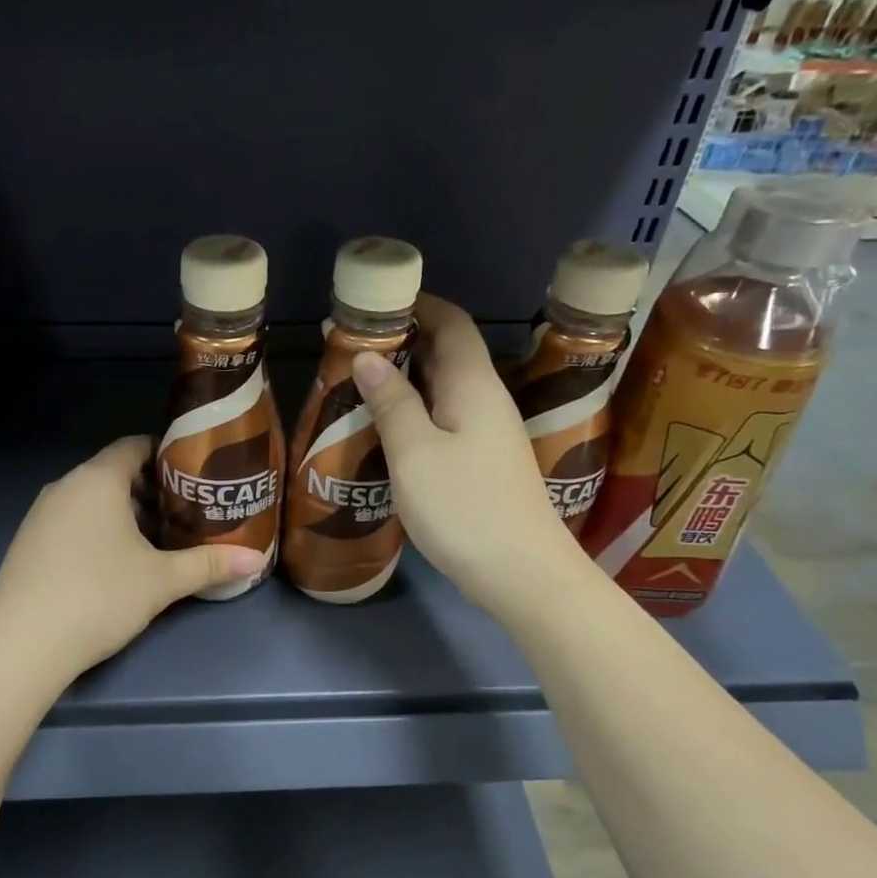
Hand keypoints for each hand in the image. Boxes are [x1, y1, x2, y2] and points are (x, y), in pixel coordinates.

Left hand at [0, 436, 268, 674]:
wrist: (23, 644)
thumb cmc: (99, 596)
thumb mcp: (161, 581)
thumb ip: (209, 564)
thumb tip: (256, 560)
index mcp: (97, 480)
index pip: (133, 446)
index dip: (165, 454)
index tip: (193, 474)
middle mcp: (64, 487)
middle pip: (113, 473)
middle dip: (149, 489)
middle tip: (184, 511)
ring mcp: (40, 515)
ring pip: (89, 499)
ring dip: (122, 512)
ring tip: (154, 539)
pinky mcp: (26, 543)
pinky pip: (69, 521)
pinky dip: (95, 529)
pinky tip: (112, 563)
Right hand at [350, 294, 583, 609]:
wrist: (523, 575)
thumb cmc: (465, 508)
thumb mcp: (415, 453)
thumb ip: (392, 402)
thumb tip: (369, 357)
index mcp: (473, 385)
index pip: (452, 323)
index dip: (419, 305)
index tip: (376, 302)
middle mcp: (486, 400)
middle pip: (449, 352)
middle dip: (405, 340)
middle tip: (353, 345)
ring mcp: (489, 434)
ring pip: (446, 389)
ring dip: (408, 378)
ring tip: (361, 382)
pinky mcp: (484, 463)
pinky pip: (447, 419)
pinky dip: (417, 411)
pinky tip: (389, 428)